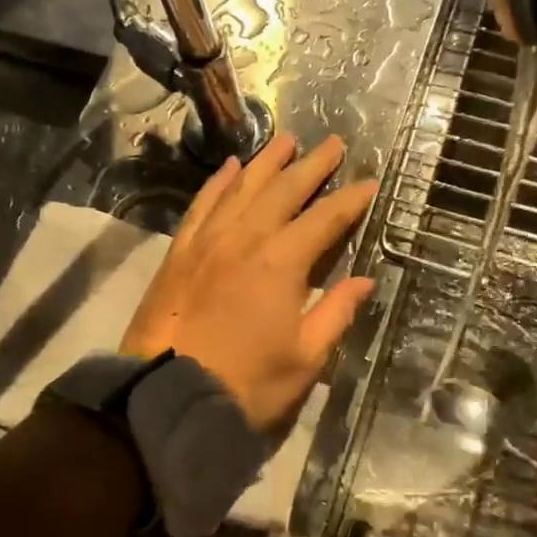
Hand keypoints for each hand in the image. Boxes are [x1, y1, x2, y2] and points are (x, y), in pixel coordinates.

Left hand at [122, 133, 377, 431]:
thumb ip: (336, 313)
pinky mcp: (180, 251)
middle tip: (333, 143)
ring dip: (267, 161)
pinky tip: (230, 167)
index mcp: (283, 262)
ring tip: (286, 140)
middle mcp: (246, 237)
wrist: (166, 396)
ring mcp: (209, 240)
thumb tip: (364, 280)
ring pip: (243, 187)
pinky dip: (219, 182)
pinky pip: (203, 204)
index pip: (325, 219)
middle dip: (313, 165)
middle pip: (285, 189)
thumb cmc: (246, 383)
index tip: (370, 182)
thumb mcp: (305, 358)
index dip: (351, 199)